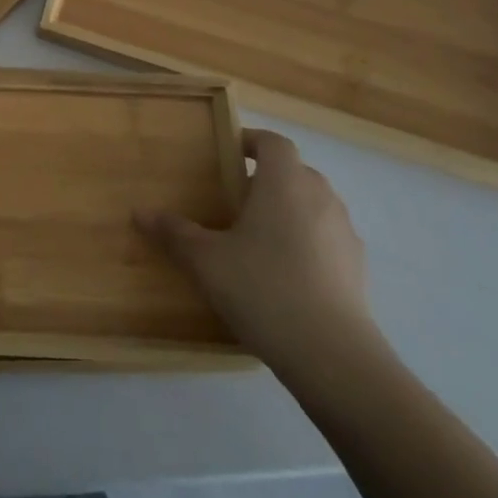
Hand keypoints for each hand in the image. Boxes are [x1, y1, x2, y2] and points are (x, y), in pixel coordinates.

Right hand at [135, 129, 372, 368]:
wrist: (332, 357)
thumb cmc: (263, 288)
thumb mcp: (205, 260)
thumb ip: (174, 233)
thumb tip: (140, 213)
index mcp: (285, 183)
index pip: (273, 142)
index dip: (250, 141)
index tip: (226, 154)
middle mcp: (321, 198)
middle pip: (294, 172)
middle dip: (265, 179)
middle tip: (232, 200)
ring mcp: (345, 234)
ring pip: (313, 206)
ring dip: (287, 211)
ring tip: (255, 238)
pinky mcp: (357, 270)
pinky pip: (326, 239)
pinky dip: (305, 243)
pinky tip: (282, 274)